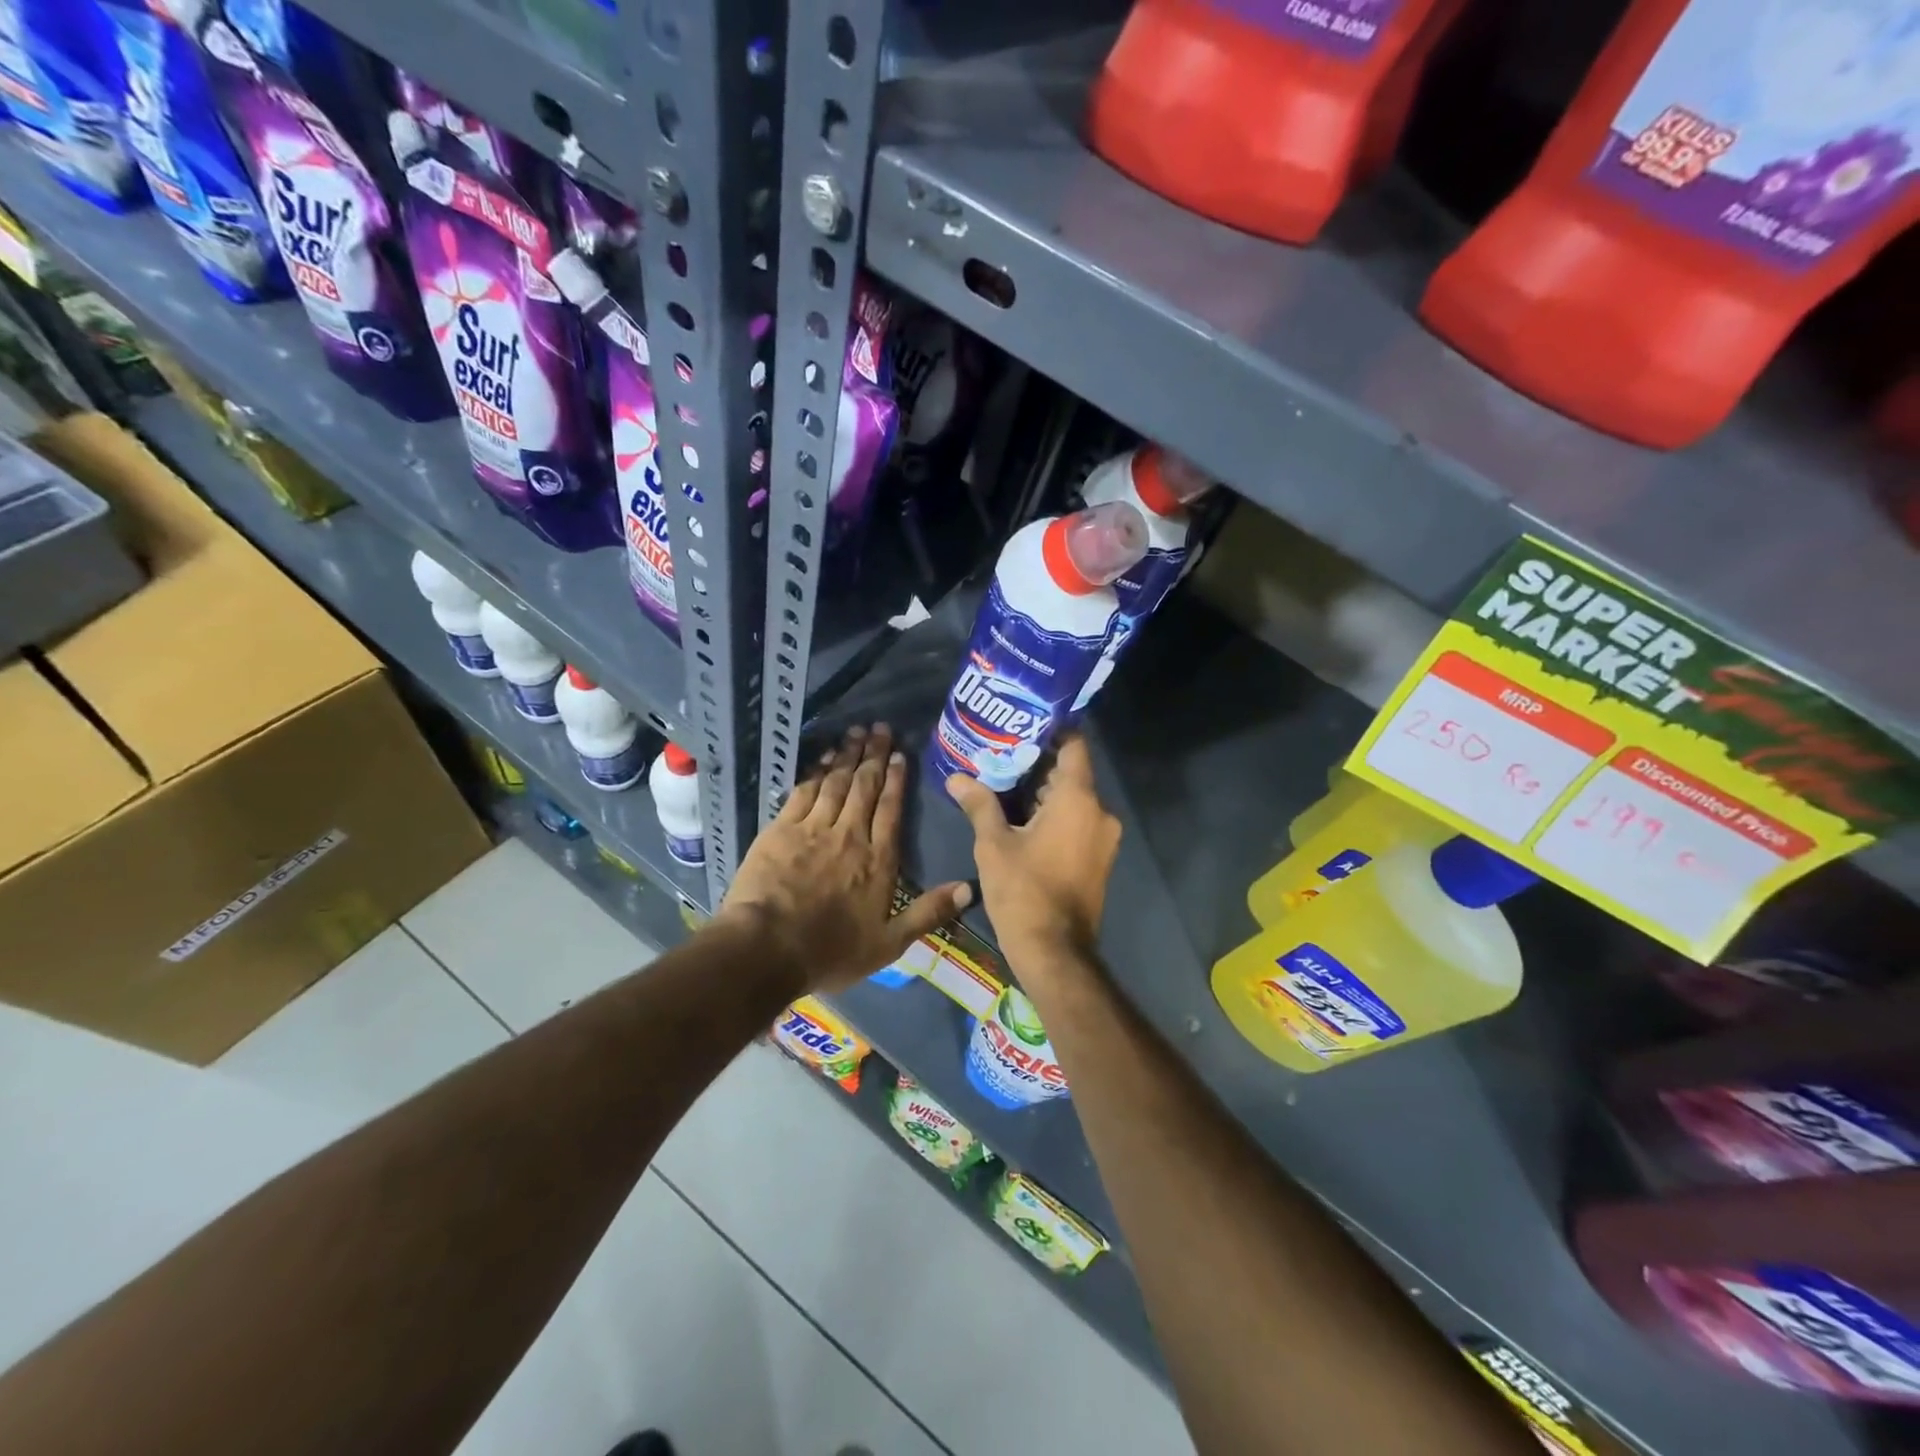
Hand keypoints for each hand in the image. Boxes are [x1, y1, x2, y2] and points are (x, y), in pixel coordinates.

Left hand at [719, 723, 971, 993]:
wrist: (768, 948)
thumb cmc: (830, 951)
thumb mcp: (888, 944)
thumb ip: (928, 913)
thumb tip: (968, 888)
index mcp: (878, 860)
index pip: (891, 810)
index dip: (897, 780)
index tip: (901, 755)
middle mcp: (850, 835)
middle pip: (865, 787)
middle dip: (874, 756)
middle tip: (881, 729)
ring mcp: (814, 829)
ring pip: (835, 783)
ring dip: (847, 755)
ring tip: (856, 732)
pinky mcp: (781, 829)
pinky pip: (803, 792)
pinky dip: (815, 771)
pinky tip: (821, 757)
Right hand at [945, 736, 1120, 972]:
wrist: (1055, 952)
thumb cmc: (1023, 891)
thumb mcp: (993, 844)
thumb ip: (979, 804)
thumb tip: (956, 777)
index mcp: (1078, 799)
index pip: (1074, 746)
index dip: (1051, 732)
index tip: (1022, 726)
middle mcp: (1099, 812)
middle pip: (1071, 773)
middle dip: (1037, 764)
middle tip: (999, 755)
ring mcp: (1103, 838)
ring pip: (1073, 799)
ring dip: (1043, 792)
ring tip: (1003, 784)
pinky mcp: (1099, 858)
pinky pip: (1078, 822)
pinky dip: (1054, 815)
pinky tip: (1021, 818)